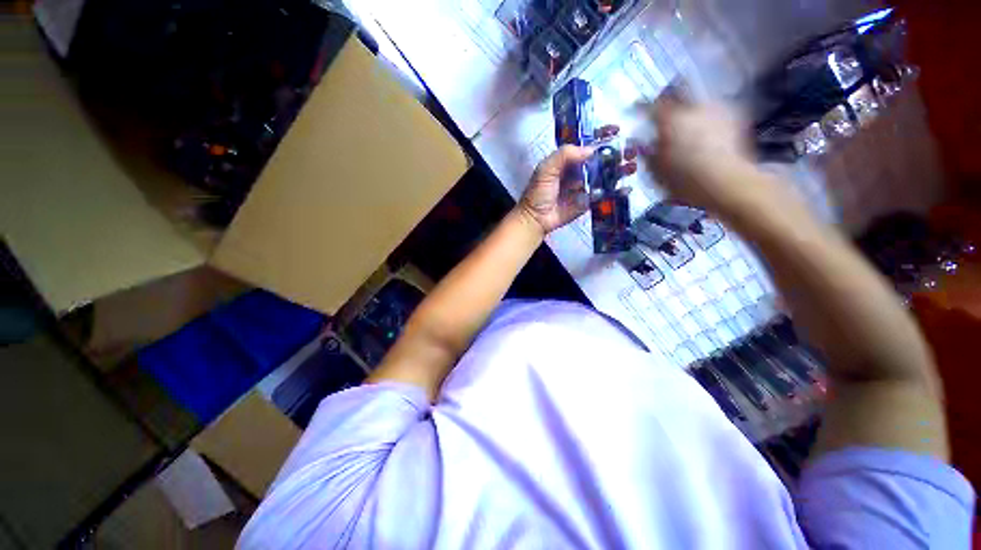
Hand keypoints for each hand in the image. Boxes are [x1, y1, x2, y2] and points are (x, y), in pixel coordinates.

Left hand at [520, 126, 637, 233]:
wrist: (536, 218)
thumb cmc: (539, 192)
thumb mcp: (546, 169)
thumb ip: (565, 155)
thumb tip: (591, 149)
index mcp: (568, 160)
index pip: (587, 144)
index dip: (601, 136)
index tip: (617, 130)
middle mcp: (579, 170)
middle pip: (601, 158)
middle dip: (617, 153)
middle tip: (631, 150)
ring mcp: (585, 186)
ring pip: (606, 175)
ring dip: (620, 170)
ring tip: (632, 167)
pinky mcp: (588, 201)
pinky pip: (604, 194)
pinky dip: (616, 191)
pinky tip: (627, 188)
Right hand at [644, 92, 763, 214]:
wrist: (726, 183)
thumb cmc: (684, 179)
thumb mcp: (655, 171)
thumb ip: (646, 153)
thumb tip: (641, 143)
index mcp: (670, 119)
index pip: (650, 106)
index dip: (640, 107)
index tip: (635, 109)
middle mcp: (693, 108)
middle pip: (678, 96)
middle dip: (670, 104)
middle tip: (664, 117)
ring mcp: (716, 111)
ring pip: (697, 104)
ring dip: (689, 113)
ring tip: (686, 128)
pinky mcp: (733, 119)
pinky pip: (714, 114)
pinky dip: (706, 121)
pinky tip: (705, 136)